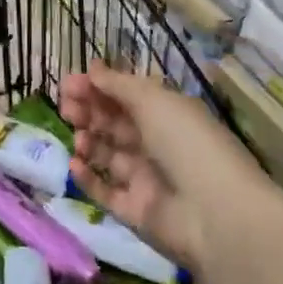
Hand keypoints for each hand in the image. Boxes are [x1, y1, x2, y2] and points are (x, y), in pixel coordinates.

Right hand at [60, 63, 272, 271]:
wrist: (216, 214)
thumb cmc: (187, 143)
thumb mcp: (154, 101)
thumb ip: (118, 84)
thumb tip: (92, 69)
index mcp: (166, 114)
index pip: (125, 96)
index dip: (96, 87)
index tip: (68, 83)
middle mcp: (156, 144)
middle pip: (113, 123)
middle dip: (87, 112)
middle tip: (66, 108)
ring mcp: (145, 179)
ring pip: (107, 155)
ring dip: (87, 141)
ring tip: (78, 138)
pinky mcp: (135, 211)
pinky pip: (105, 191)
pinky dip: (87, 177)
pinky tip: (75, 164)